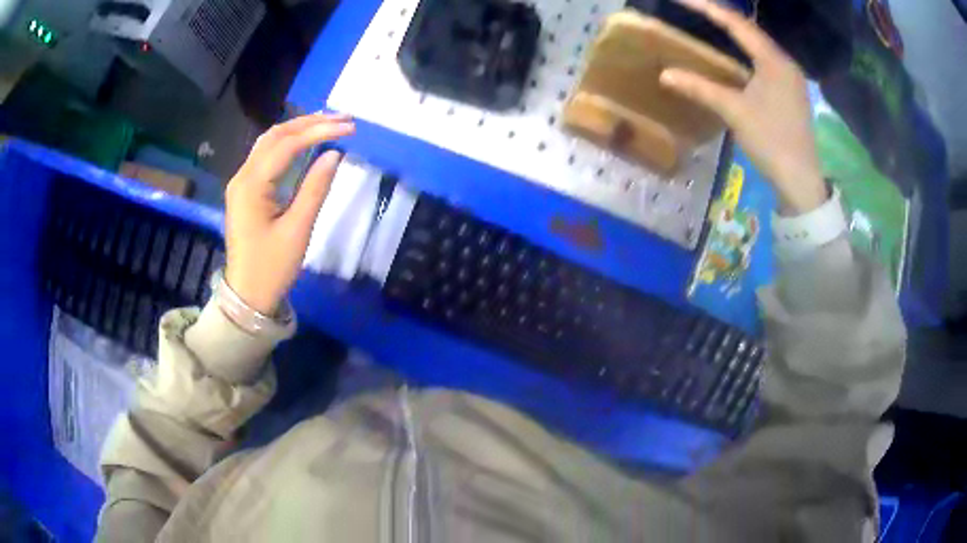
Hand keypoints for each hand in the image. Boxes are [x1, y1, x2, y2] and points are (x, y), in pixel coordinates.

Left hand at [225, 114, 355, 314]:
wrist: (248, 295)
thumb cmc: (272, 267)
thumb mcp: (297, 230)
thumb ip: (315, 188)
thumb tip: (334, 154)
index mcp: (251, 185)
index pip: (287, 144)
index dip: (319, 131)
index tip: (349, 127)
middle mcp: (242, 176)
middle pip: (275, 135)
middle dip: (309, 122)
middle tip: (343, 119)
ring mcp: (241, 182)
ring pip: (269, 142)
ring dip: (298, 128)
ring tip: (328, 122)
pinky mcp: (246, 190)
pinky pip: (267, 156)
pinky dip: (288, 143)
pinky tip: (306, 140)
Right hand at [659, 0, 827, 214]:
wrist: (800, 180)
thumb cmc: (771, 141)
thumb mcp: (734, 111)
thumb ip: (701, 88)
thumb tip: (665, 74)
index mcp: (774, 61)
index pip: (738, 24)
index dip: (709, 8)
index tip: (683, 0)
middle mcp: (784, 63)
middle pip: (750, 30)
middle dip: (722, 17)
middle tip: (695, 9)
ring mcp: (789, 78)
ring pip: (758, 46)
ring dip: (734, 34)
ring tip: (709, 25)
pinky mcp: (789, 93)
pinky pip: (763, 61)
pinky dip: (744, 53)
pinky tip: (732, 56)